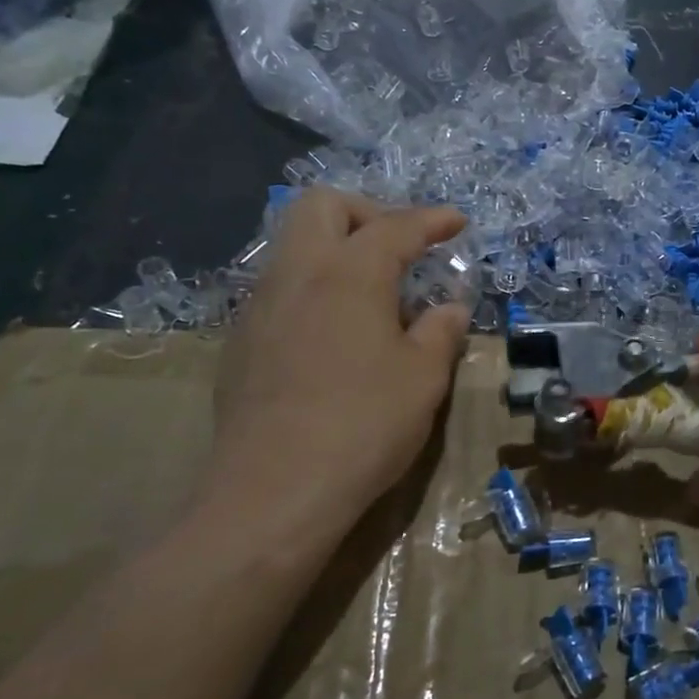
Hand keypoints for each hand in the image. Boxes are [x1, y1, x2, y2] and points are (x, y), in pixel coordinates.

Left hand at [200, 189, 470, 543]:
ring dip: (336, 250)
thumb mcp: (423, 378)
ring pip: (293, 245)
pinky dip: (314, 288)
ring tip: (372, 295)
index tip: (457, 222)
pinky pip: (281, 289)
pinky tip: (335, 335)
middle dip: (367, 212)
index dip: (431, 219)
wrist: (274, 491)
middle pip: (321, 206)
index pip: (394, 226)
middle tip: (399, 248)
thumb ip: (441, 332)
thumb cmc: (364, 424)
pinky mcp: (241, 342)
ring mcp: (260, 306)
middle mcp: (297, 275)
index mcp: (349, 274)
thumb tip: (450, 309)